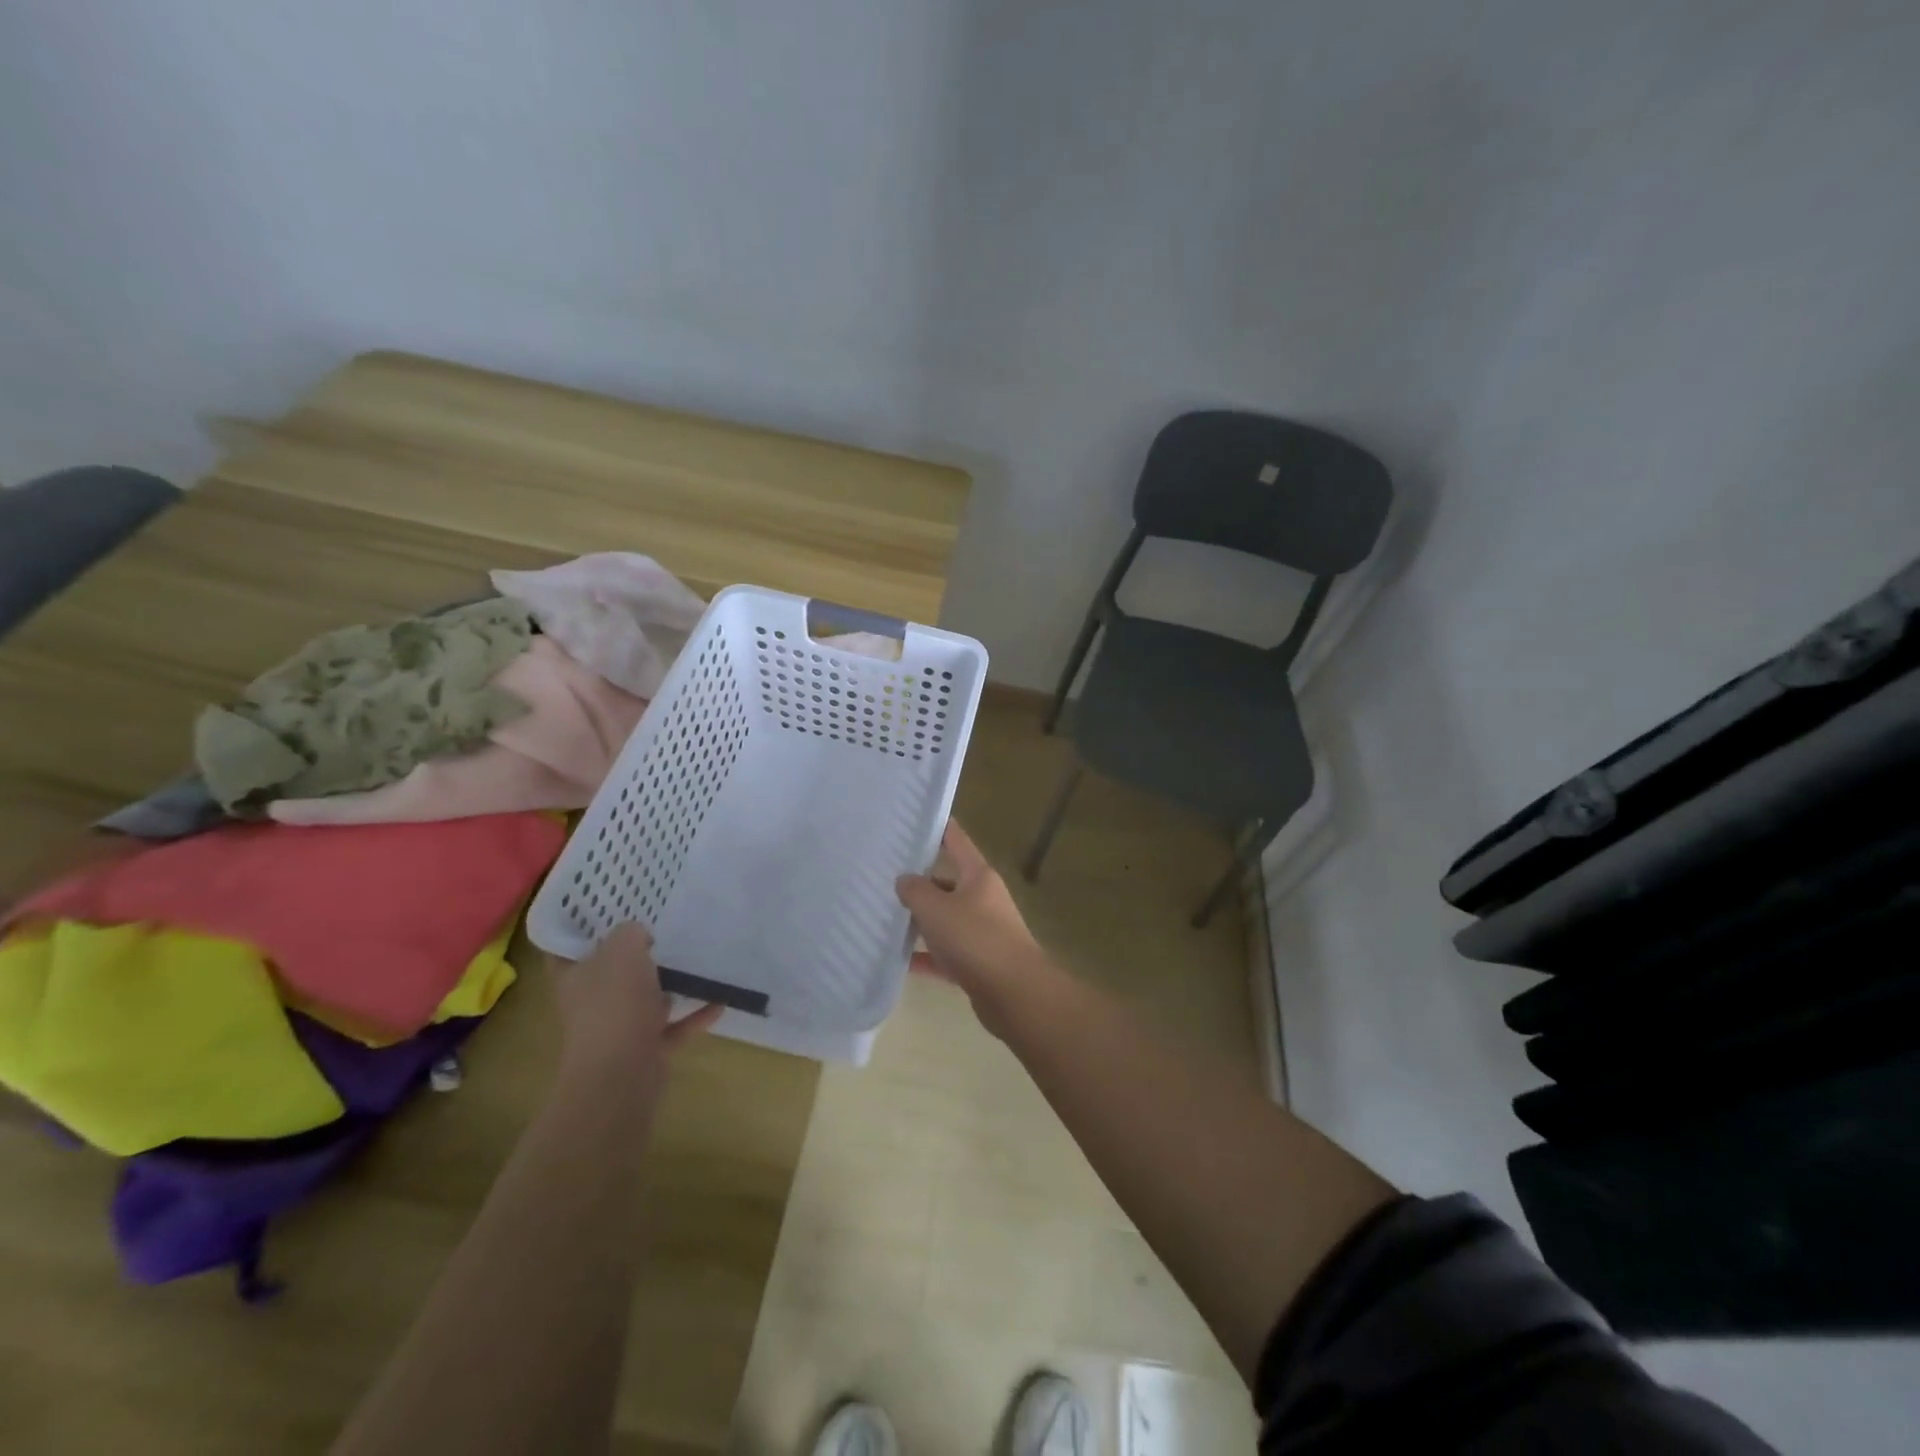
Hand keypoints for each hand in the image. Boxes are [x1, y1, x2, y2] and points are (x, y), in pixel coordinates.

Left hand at [550, 923, 721, 1094]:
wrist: (621, 1075)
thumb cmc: (614, 1004)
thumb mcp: (623, 951)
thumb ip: (630, 933)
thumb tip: (639, 936)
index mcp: (573, 977)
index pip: (566, 947)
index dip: (581, 927)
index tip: (607, 908)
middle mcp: (591, 1003)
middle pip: (610, 973)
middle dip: (634, 955)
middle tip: (661, 928)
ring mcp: (618, 1029)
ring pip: (643, 1000)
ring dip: (666, 986)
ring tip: (694, 962)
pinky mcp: (645, 1050)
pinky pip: (673, 1027)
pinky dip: (694, 1015)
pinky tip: (720, 1001)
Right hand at [896, 821, 1049, 1032]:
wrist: (1014, 993)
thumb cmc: (975, 939)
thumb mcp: (936, 908)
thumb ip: (915, 890)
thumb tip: (905, 880)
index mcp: (979, 876)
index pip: (956, 841)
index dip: (938, 828)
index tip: (915, 818)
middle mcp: (983, 899)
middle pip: (947, 882)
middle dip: (919, 880)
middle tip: (883, 875)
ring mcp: (982, 932)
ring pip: (945, 920)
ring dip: (920, 920)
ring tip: (883, 915)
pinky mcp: (978, 964)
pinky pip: (945, 955)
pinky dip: (925, 956)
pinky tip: (898, 960)